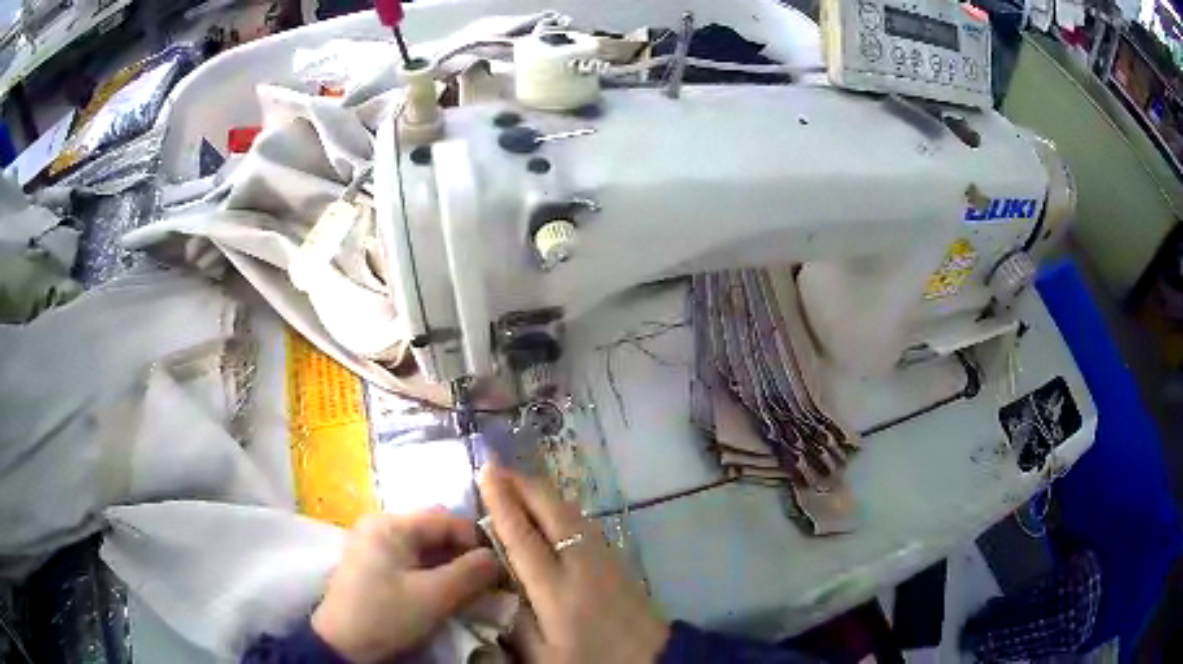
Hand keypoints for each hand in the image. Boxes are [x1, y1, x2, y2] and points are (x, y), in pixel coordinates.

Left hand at [311, 508, 499, 662]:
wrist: (342, 645)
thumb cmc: (386, 615)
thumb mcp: (433, 597)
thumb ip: (470, 573)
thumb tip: (497, 558)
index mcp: (391, 524)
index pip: (447, 519)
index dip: (477, 541)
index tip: (499, 568)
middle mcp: (381, 525)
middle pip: (435, 531)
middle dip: (465, 554)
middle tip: (487, 581)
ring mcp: (374, 544)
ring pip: (425, 547)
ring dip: (451, 566)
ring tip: (471, 590)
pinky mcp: (374, 565)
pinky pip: (412, 560)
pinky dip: (433, 573)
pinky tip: (445, 592)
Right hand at [479, 466, 669, 662]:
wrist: (654, 661)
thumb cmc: (592, 662)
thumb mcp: (544, 656)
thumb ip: (514, 621)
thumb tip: (492, 584)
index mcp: (555, 590)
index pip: (522, 537)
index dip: (502, 503)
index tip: (485, 473)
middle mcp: (580, 564)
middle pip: (550, 511)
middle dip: (522, 485)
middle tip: (495, 467)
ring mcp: (603, 558)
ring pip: (570, 512)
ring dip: (542, 492)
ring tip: (517, 481)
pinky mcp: (618, 560)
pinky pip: (583, 522)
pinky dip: (561, 506)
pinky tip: (551, 508)